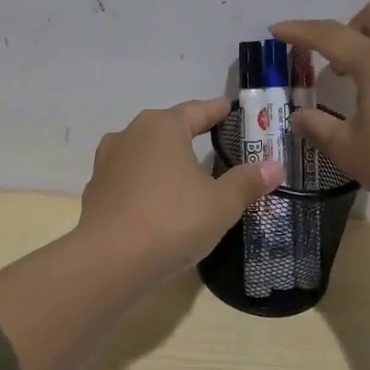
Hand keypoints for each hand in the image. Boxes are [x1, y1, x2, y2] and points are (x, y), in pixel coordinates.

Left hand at [77, 98, 284, 281]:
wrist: (109, 261)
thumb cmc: (172, 220)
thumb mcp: (221, 204)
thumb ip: (247, 182)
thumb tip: (274, 166)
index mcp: (162, 126)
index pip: (197, 110)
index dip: (217, 110)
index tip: (230, 108)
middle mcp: (130, 134)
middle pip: (167, 129)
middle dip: (190, 134)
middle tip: (214, 141)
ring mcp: (107, 162)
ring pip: (144, 153)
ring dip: (164, 160)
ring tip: (185, 174)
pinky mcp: (95, 191)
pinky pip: (129, 179)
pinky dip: (146, 184)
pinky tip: (157, 202)